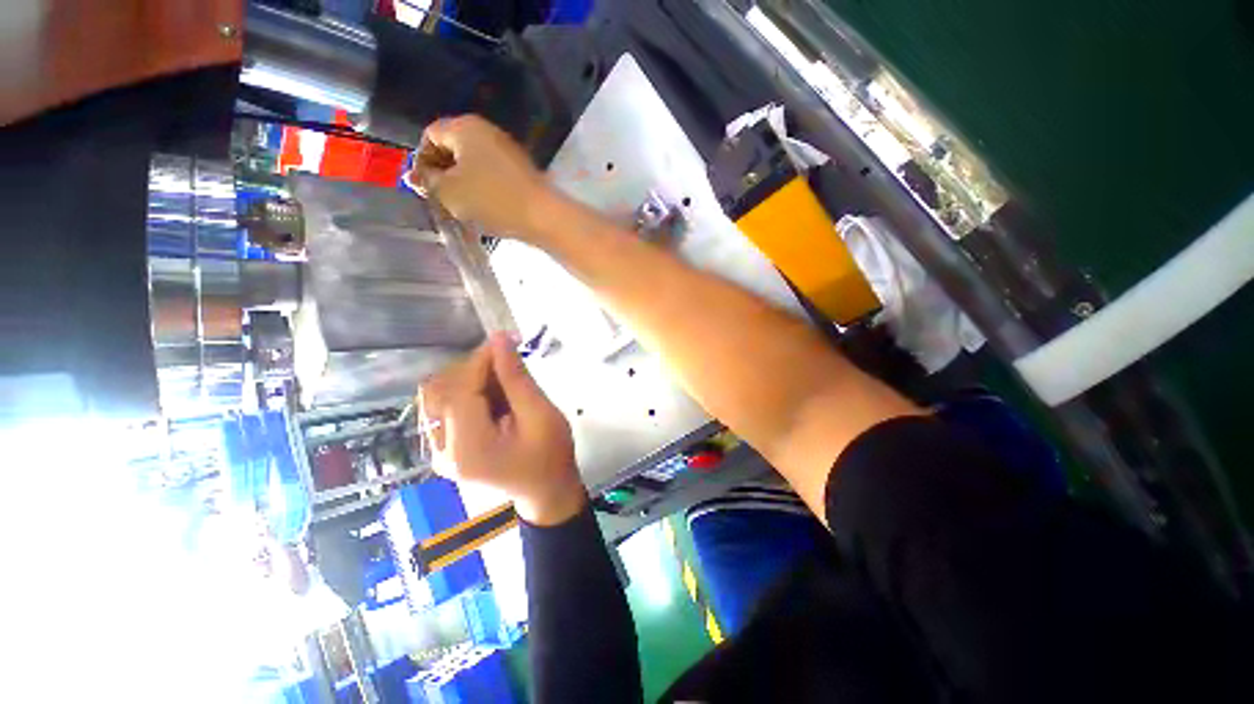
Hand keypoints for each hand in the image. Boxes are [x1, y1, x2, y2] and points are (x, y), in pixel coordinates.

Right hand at [404, 115, 555, 239]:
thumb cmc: (491, 200)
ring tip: (460, 206)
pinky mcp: (521, 171)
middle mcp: (487, 131)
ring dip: (462, 182)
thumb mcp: (449, 192)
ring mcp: (508, 151)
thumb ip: (427, 182)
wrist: (542, 217)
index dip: (421, 160)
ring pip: (474, 163)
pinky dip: (482, 187)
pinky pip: (492, 174)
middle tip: (439, 198)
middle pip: (453, 147)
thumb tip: (416, 177)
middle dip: (442, 172)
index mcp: (465, 127)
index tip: (423, 187)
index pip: (430, 135)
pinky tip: (482, 207)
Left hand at [418, 333, 585, 525]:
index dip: (480, 360)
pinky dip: (466, 390)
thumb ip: (517, 378)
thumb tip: (500, 339)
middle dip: (473, 367)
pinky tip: (491, 393)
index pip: (461, 390)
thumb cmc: (550, 456)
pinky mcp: (443, 447)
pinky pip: (443, 407)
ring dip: (467, 377)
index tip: (506, 340)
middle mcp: (441, 450)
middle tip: (507, 360)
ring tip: (500, 377)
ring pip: (437, 395)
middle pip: (440, 390)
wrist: (546, 492)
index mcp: (467, 448)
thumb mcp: (541, 415)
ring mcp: (438, 451)